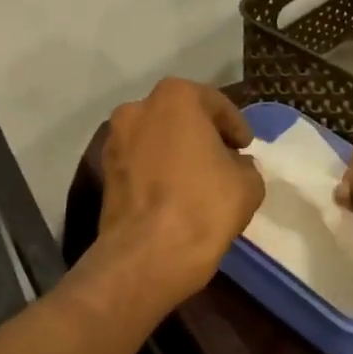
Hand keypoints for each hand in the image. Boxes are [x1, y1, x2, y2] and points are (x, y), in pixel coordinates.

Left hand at [96, 78, 265, 303]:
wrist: (148, 255)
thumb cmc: (204, 206)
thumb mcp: (248, 183)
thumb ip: (245, 164)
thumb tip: (234, 165)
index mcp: (175, 98)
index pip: (216, 105)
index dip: (236, 128)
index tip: (246, 148)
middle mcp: (138, 109)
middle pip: (180, 117)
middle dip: (202, 135)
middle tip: (224, 160)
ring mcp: (115, 140)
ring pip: (156, 139)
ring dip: (176, 153)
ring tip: (199, 180)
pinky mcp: (104, 172)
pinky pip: (140, 163)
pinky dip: (157, 171)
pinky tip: (175, 194)